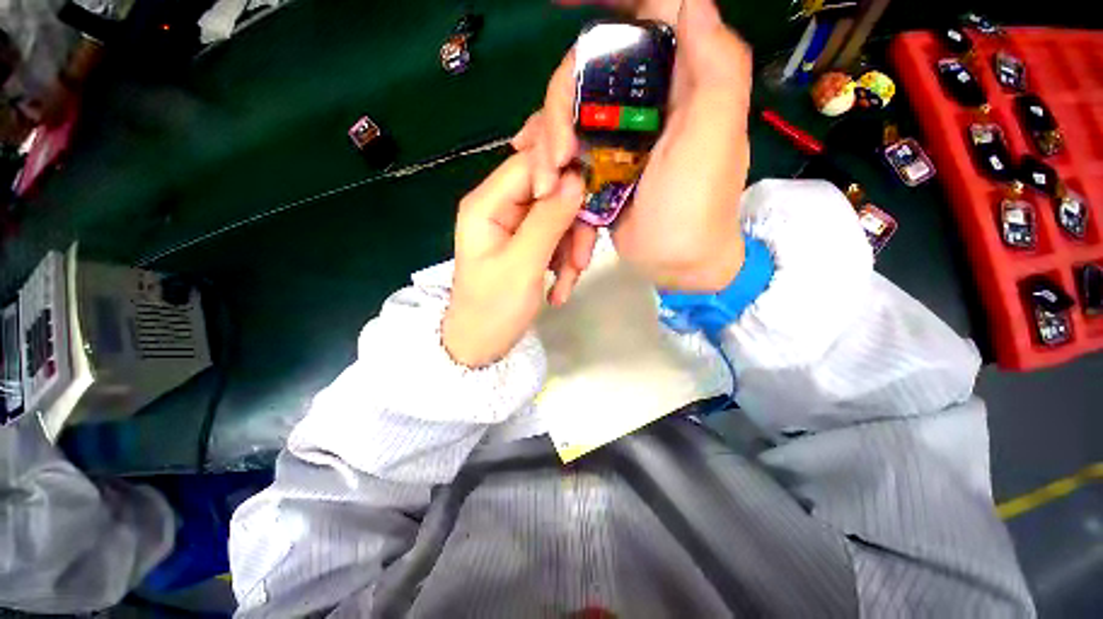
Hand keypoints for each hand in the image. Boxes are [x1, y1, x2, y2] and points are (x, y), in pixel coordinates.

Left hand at [443, 153, 584, 367]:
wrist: (483, 345)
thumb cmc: (494, 308)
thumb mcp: (523, 265)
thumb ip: (549, 220)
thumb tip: (576, 179)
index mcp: (487, 204)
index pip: (530, 163)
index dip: (562, 172)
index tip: (590, 195)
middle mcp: (501, 207)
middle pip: (550, 192)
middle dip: (572, 226)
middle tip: (581, 262)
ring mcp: (516, 226)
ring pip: (559, 218)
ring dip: (572, 250)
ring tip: (567, 284)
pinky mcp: (528, 243)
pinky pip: (557, 238)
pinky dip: (565, 262)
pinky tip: (561, 289)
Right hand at [517, 0, 753, 291]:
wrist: (676, 262)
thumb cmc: (697, 207)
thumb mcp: (714, 136)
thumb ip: (715, 65)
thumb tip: (692, 1)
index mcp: (677, 81)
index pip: (641, 20)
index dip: (606, 6)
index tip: (561, 4)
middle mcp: (644, 100)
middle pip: (586, 74)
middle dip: (559, 108)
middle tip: (556, 155)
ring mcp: (616, 135)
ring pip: (568, 113)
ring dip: (547, 142)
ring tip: (544, 182)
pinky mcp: (599, 166)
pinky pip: (564, 148)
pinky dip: (546, 159)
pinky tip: (535, 173)